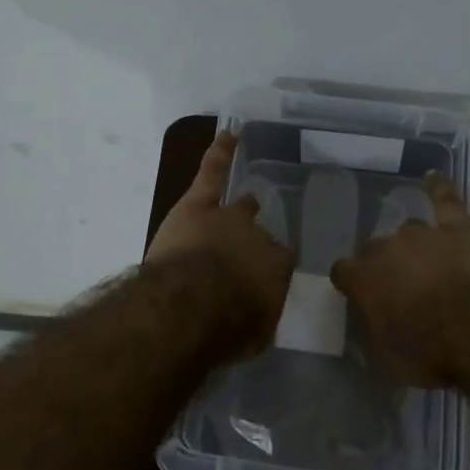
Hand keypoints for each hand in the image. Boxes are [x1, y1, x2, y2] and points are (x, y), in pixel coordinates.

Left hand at [145, 131, 293, 345]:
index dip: (269, 270)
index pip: (279, 264)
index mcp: (276, 269)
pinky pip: (213, 172)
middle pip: (261, 235)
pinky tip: (229, 135)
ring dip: (242, 208)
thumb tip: (258, 314)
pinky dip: (221, 153)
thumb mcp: (255, 334)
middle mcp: (259, 238)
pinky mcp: (198, 205)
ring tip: (248, 203)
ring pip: (240, 206)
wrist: (190, 306)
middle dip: (255, 243)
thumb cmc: (226, 329)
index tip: (261, 281)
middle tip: (247, 253)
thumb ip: (260, 317)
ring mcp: (229, 216)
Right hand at [330, 172, 469, 386]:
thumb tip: (367, 329)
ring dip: (413, 247)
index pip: (343, 272)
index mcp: (362, 277)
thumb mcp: (385, 359)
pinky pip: (444, 199)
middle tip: (401, 289)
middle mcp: (384, 247)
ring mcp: (421, 233)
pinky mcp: (456, 227)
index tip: (360, 297)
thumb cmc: (427, 351)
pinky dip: (438, 188)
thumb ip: (370, 336)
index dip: (352, 284)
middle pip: (375, 249)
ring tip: (426, 264)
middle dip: (384, 266)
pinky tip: (433, 177)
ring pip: (408, 232)